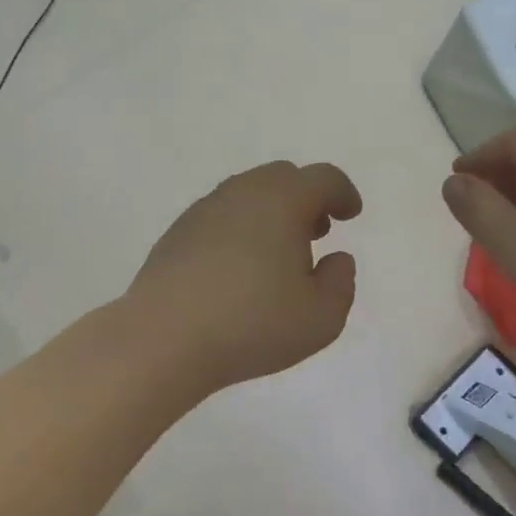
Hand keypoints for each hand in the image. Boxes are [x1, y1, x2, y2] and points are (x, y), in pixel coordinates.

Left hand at [127, 161, 361, 393]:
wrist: (164, 338)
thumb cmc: (252, 325)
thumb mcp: (321, 318)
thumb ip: (340, 283)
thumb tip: (336, 258)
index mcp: (281, 201)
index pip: (322, 178)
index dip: (343, 193)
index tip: (350, 214)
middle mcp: (241, 193)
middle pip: (282, 177)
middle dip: (306, 198)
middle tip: (316, 232)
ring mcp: (203, 210)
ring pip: (247, 193)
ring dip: (270, 212)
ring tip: (277, 253)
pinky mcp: (176, 233)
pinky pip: (219, 216)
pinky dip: (239, 228)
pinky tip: (237, 267)